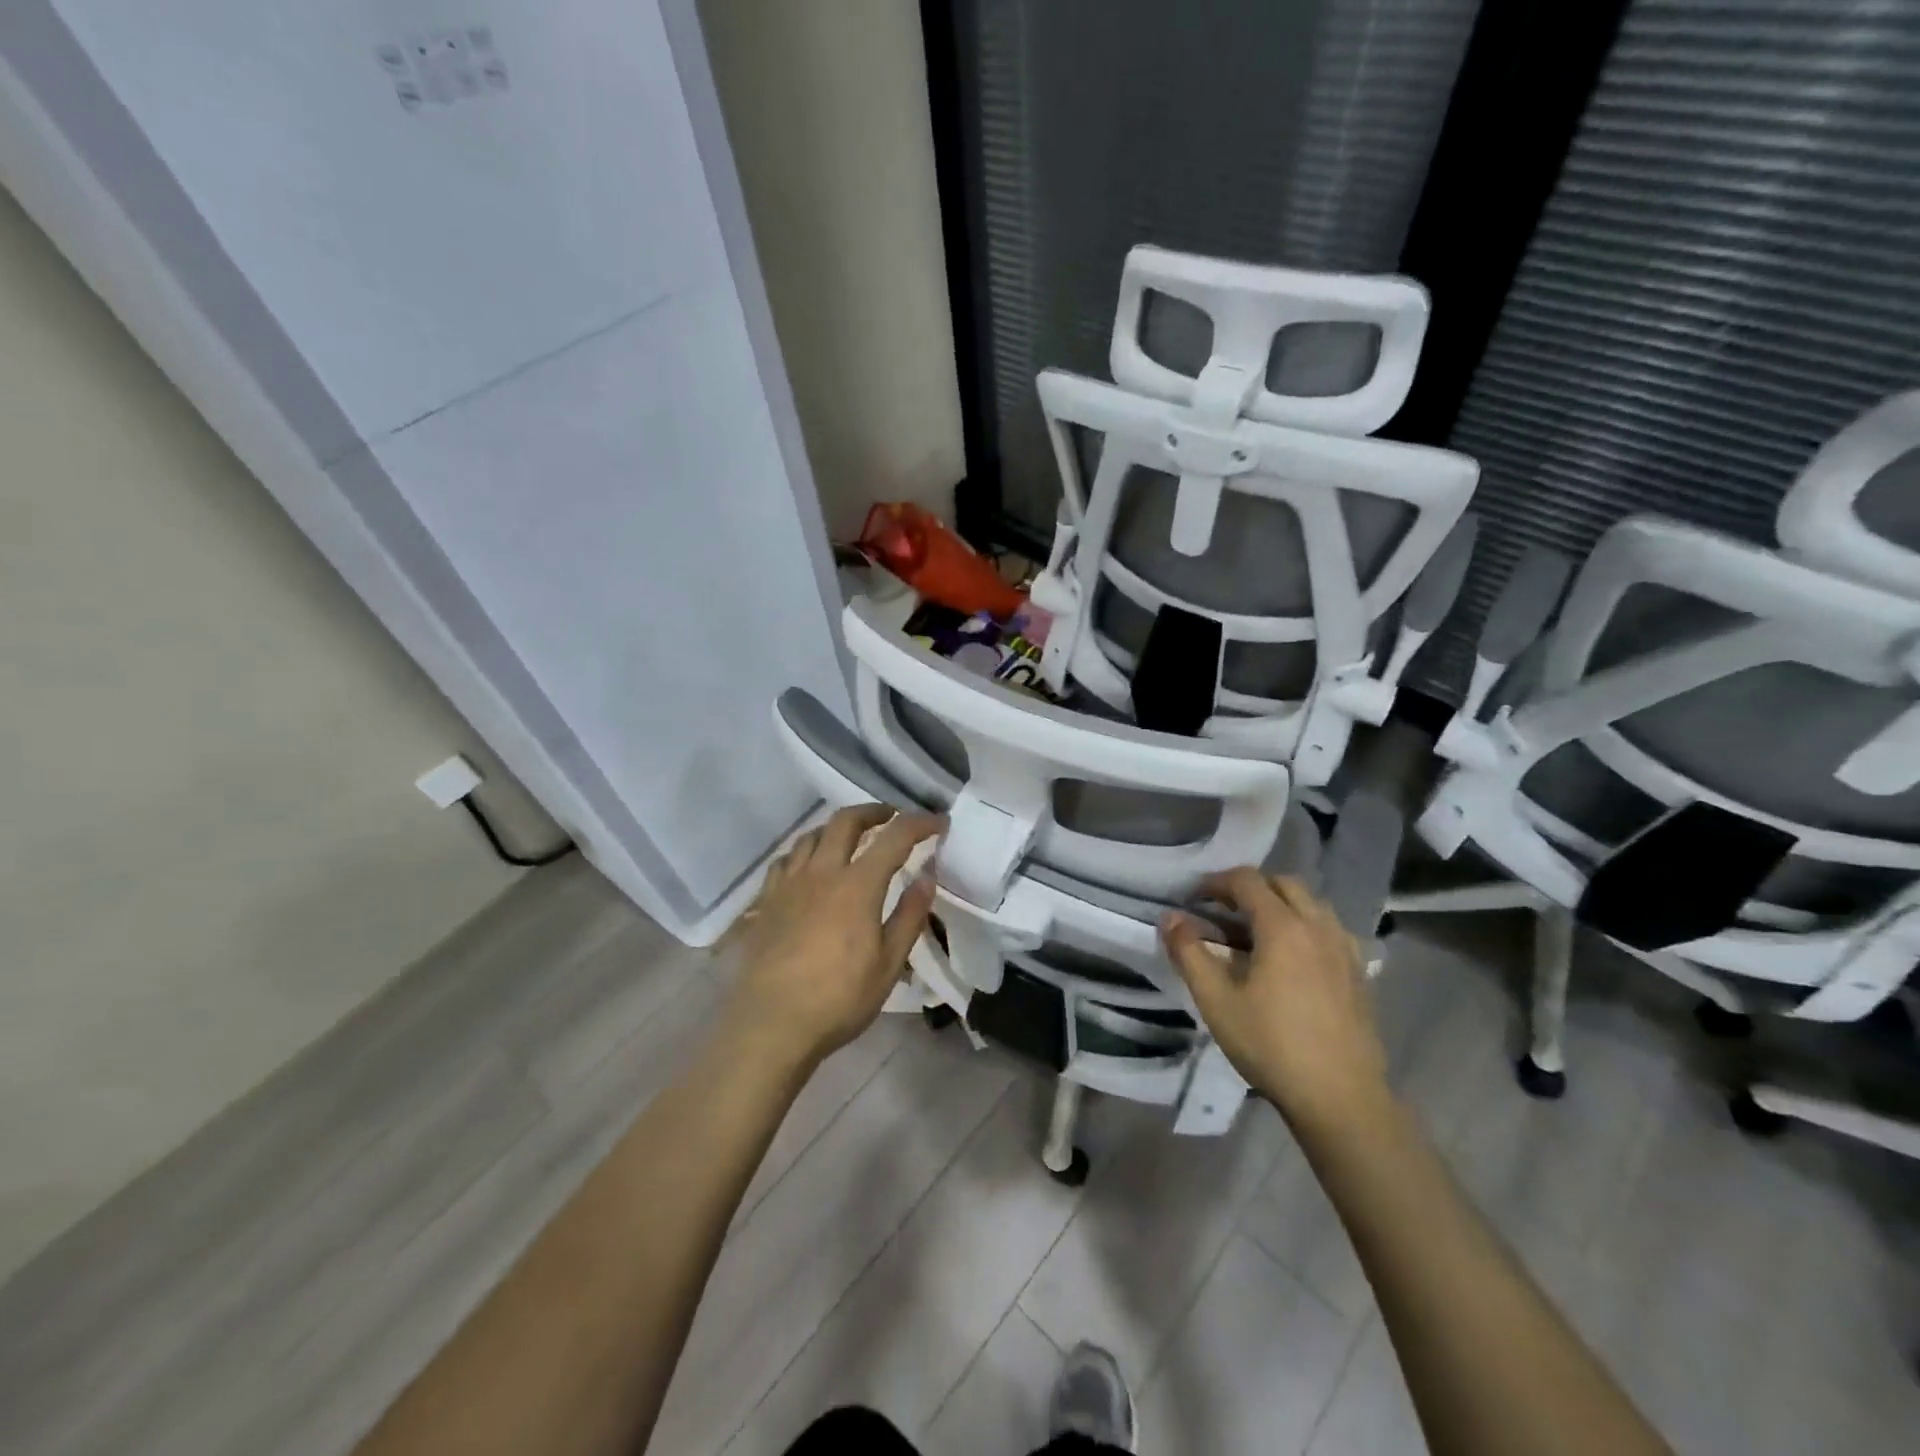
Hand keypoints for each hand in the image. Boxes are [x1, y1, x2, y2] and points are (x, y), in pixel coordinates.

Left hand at [725, 805, 945, 1066]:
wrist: (771, 1024)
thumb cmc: (838, 999)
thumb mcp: (888, 964)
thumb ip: (909, 916)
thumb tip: (927, 877)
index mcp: (857, 885)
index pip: (895, 837)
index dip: (921, 823)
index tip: (940, 824)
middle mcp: (821, 872)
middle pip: (846, 821)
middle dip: (874, 811)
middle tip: (892, 818)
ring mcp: (789, 884)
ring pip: (811, 834)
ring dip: (837, 827)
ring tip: (851, 839)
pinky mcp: (766, 900)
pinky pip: (786, 860)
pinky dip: (806, 851)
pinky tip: (810, 867)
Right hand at [1160, 870, 1389, 1135]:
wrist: (1340, 1097)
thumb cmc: (1271, 1045)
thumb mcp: (1216, 1000)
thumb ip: (1189, 952)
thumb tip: (1170, 918)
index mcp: (1283, 927)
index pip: (1247, 880)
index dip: (1216, 882)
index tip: (1194, 899)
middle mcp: (1318, 927)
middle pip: (1284, 884)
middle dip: (1250, 888)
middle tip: (1223, 911)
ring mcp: (1344, 949)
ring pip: (1311, 905)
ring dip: (1280, 905)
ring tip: (1255, 934)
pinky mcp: (1359, 973)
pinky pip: (1329, 930)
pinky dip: (1305, 928)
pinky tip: (1292, 960)